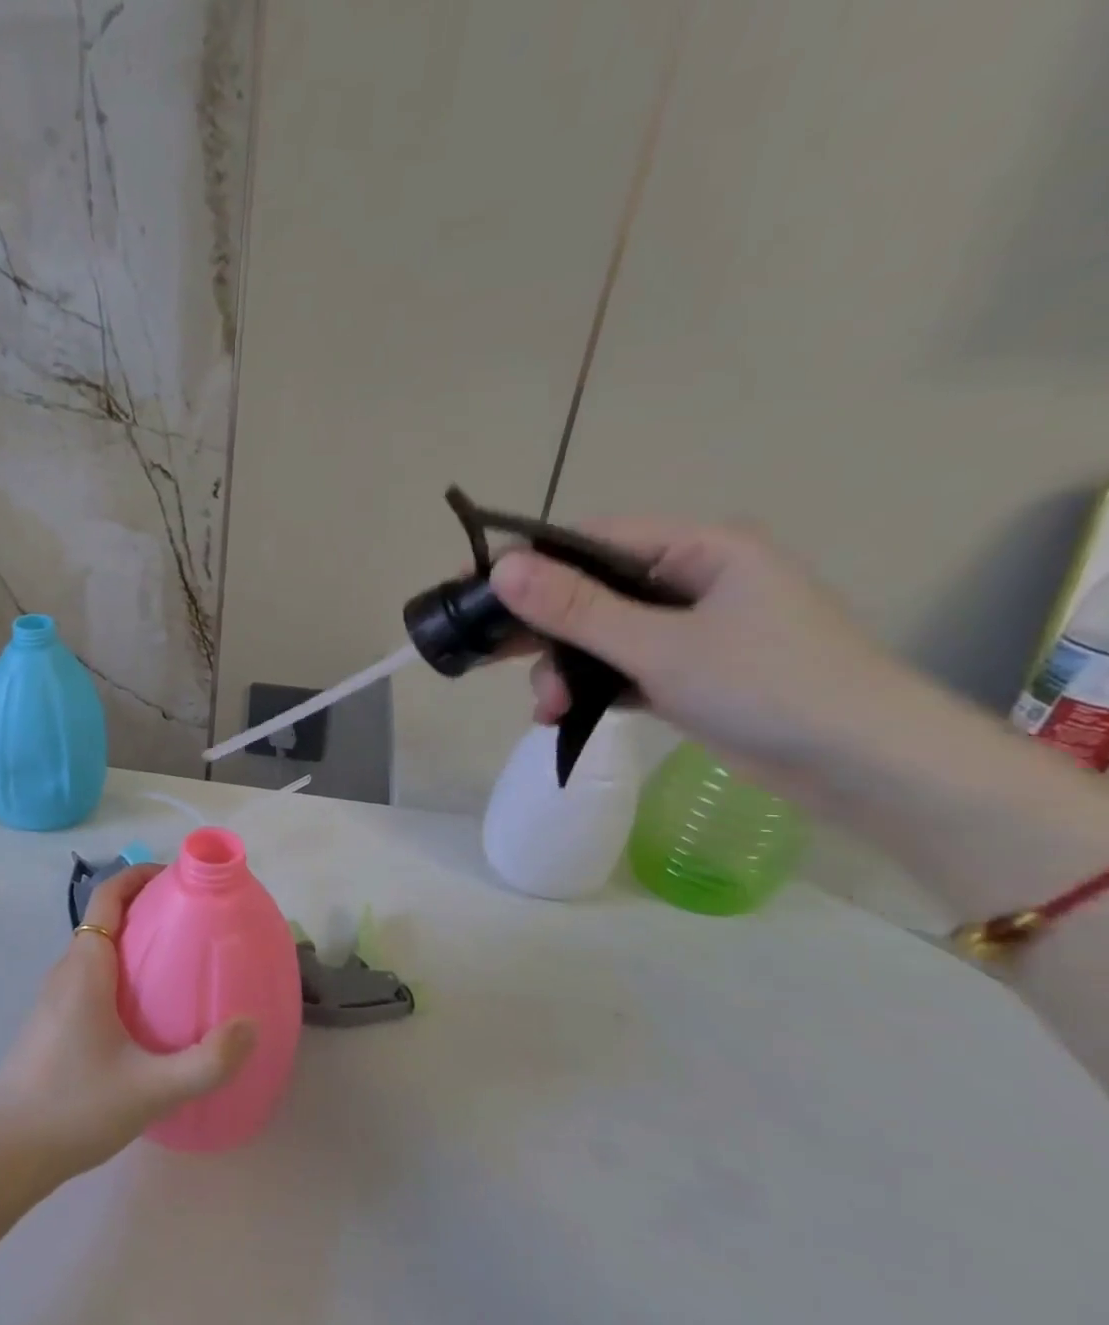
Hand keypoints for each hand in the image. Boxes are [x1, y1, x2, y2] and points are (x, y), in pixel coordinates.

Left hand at [0, 864, 256, 1184]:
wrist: (6, 1154)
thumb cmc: (76, 1107)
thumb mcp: (152, 1089)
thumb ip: (207, 1061)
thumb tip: (250, 1025)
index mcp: (85, 967)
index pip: (108, 896)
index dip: (139, 876)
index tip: (178, 879)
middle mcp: (66, 970)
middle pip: (105, 918)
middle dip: (146, 908)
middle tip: (193, 922)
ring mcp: (53, 997)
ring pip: (96, 949)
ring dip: (132, 941)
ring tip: (177, 962)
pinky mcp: (50, 1021)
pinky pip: (89, 976)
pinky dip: (118, 971)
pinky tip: (145, 1010)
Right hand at [489, 519, 913, 793]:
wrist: (866, 769)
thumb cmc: (769, 688)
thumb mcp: (660, 646)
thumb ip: (576, 609)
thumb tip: (501, 569)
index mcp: (699, 549)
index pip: (592, 540)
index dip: (529, 562)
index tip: (473, 589)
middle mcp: (691, 580)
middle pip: (590, 591)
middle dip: (543, 630)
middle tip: (486, 656)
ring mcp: (689, 629)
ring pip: (598, 636)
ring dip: (564, 669)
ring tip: (548, 708)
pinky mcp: (686, 672)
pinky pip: (618, 668)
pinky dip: (589, 688)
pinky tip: (561, 715)